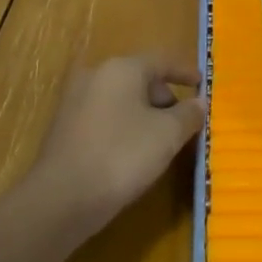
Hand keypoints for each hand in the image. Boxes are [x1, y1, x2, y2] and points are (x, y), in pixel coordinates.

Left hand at [27, 56, 204, 239]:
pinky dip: (123, 127)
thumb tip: (199, 103)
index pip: (161, 60)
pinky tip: (131, 153)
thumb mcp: (167, 135)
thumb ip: (188, 115)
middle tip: (182, 121)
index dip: (185, 71)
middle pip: (140, 78)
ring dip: (144, 114)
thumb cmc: (121, 156)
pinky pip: (104, 118)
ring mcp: (75, 101)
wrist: (60, 200)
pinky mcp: (64, 128)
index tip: (202, 84)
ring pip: (121, 99)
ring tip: (160, 141)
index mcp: (122, 68)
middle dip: (164, 97)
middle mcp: (96, 75)